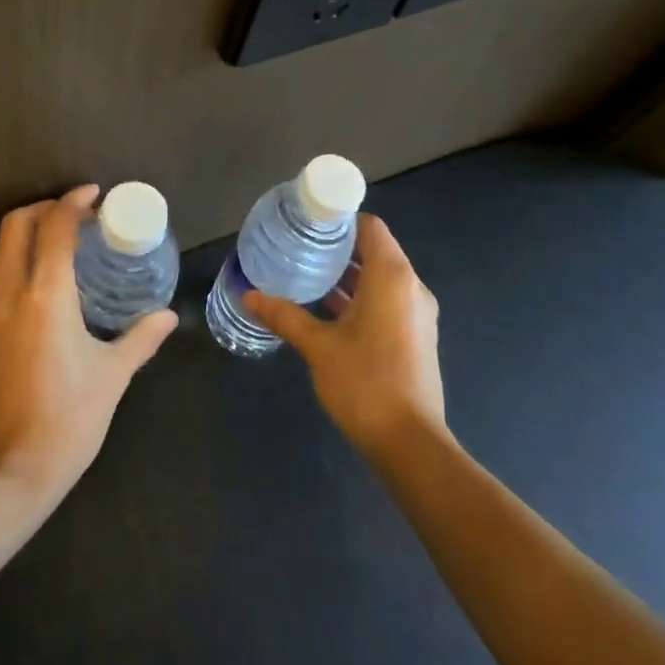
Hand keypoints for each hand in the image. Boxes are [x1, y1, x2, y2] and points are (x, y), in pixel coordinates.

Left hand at [0, 185, 177, 504]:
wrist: (8, 472)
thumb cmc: (68, 420)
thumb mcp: (112, 376)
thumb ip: (141, 338)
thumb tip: (167, 316)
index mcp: (45, 295)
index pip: (55, 227)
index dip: (75, 203)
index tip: (95, 195)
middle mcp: (9, 293)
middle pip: (17, 225)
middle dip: (46, 208)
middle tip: (79, 214)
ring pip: (3, 250)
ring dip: (31, 234)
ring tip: (67, 243)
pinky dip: (21, 260)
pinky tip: (48, 282)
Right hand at [244, 214, 445, 456]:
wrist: (410, 444)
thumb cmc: (365, 383)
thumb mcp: (318, 346)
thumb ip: (284, 315)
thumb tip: (248, 295)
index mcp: (392, 278)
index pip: (370, 227)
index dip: (340, 220)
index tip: (307, 223)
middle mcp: (410, 288)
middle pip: (375, 250)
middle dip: (338, 247)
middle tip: (298, 247)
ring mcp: (416, 313)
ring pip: (380, 278)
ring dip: (348, 274)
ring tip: (306, 273)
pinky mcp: (415, 336)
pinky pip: (386, 300)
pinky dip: (360, 296)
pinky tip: (326, 309)